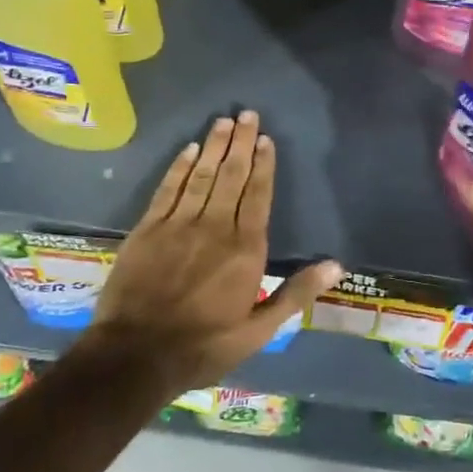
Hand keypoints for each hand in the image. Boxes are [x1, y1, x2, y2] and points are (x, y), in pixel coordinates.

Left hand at [71, 111, 342, 399]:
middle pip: (231, 176)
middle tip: (248, 114)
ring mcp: (178, 225)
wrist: (135, 357)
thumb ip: (296, 293)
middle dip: (241, 143)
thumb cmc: (204, 346)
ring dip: (214, 146)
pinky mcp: (148, 229)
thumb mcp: (259, 330)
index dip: (263, 165)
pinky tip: (189, 149)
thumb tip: (337, 265)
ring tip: (224, 121)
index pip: (258, 196)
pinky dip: (179, 167)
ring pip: (201, 175)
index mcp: (245, 249)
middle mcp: (215, 227)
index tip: (266, 140)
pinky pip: (168, 189)